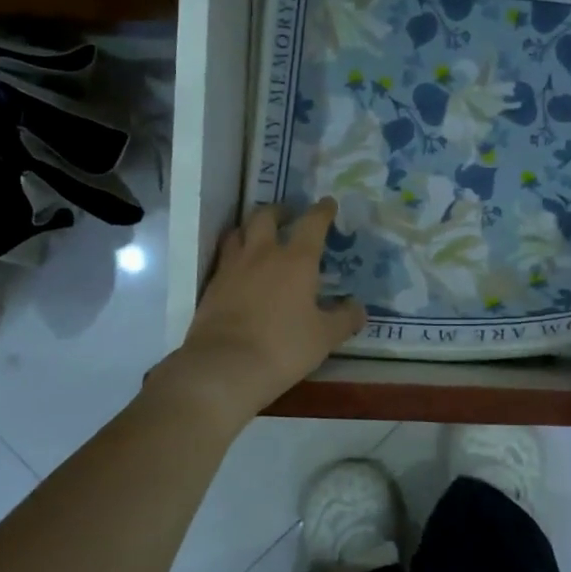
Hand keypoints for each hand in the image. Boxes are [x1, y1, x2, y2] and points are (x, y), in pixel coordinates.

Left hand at [149, 199, 367, 427]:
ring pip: (238, 233)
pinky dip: (234, 256)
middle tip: (288, 216)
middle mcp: (262, 254)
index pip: (312, 223)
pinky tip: (240, 271)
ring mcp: (232, 268)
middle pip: (266, 216)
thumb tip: (358, 308)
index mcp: (296, 260)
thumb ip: (344, 319)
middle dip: (279, 211)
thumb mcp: (325, 337)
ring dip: (251, 229)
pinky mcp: (211, 286)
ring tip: (258, 237)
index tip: (327, 204)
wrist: (224, 367)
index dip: (322, 211)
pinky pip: (224, 259)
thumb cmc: (284, 347)